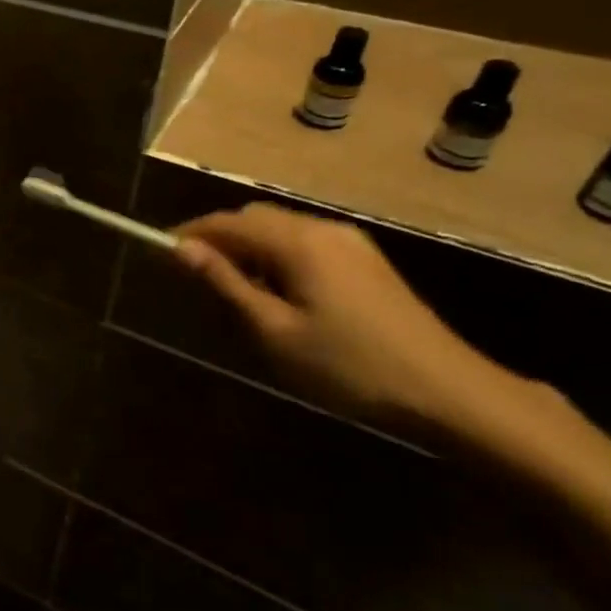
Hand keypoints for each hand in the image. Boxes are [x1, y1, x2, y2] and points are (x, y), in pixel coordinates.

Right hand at [171, 203, 572, 452]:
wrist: (449, 392)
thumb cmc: (349, 366)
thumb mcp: (274, 331)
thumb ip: (226, 284)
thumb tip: (181, 249)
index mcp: (298, 241)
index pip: (228, 222)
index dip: (190, 233)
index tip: (161, 253)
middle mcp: (323, 228)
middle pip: (254, 218)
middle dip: (218, 239)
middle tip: (194, 277)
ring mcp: (350, 242)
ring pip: (280, 230)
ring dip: (247, 249)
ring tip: (232, 290)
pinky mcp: (366, 261)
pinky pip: (304, 243)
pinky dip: (276, 256)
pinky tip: (276, 293)